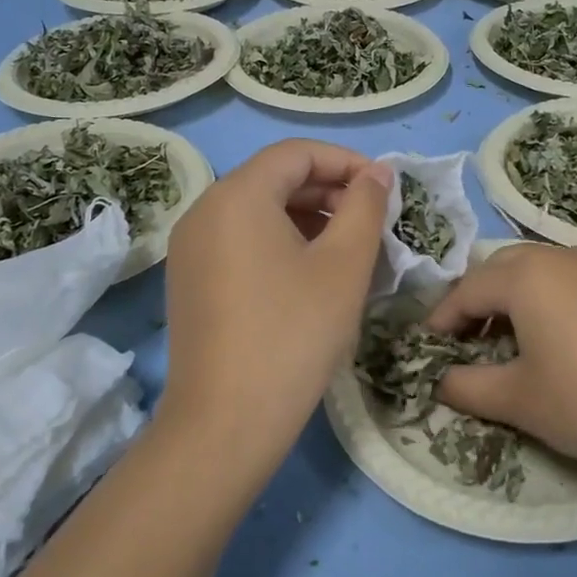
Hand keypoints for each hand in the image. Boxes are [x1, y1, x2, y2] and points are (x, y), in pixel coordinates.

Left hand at [158, 139, 391, 472]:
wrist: (226, 422)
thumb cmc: (294, 334)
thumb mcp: (344, 265)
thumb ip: (365, 207)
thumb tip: (377, 173)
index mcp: (237, 196)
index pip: (297, 153)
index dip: (347, 162)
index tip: (386, 189)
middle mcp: (204, 210)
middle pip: (274, 179)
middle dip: (329, 191)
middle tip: (373, 221)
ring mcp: (191, 248)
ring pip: (258, 212)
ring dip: (308, 219)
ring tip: (349, 249)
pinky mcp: (190, 281)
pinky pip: (241, 241)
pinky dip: (280, 243)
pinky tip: (311, 275)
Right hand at [426, 244, 576, 488]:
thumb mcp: (518, 399)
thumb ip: (466, 386)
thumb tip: (437, 381)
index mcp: (526, 275)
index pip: (466, 290)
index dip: (442, 321)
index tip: (427, 351)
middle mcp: (559, 256)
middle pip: (498, 271)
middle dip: (474, 304)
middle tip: (463, 345)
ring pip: (533, 272)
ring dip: (509, 300)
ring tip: (503, 343)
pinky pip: (565, 280)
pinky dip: (543, 301)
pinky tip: (550, 339)